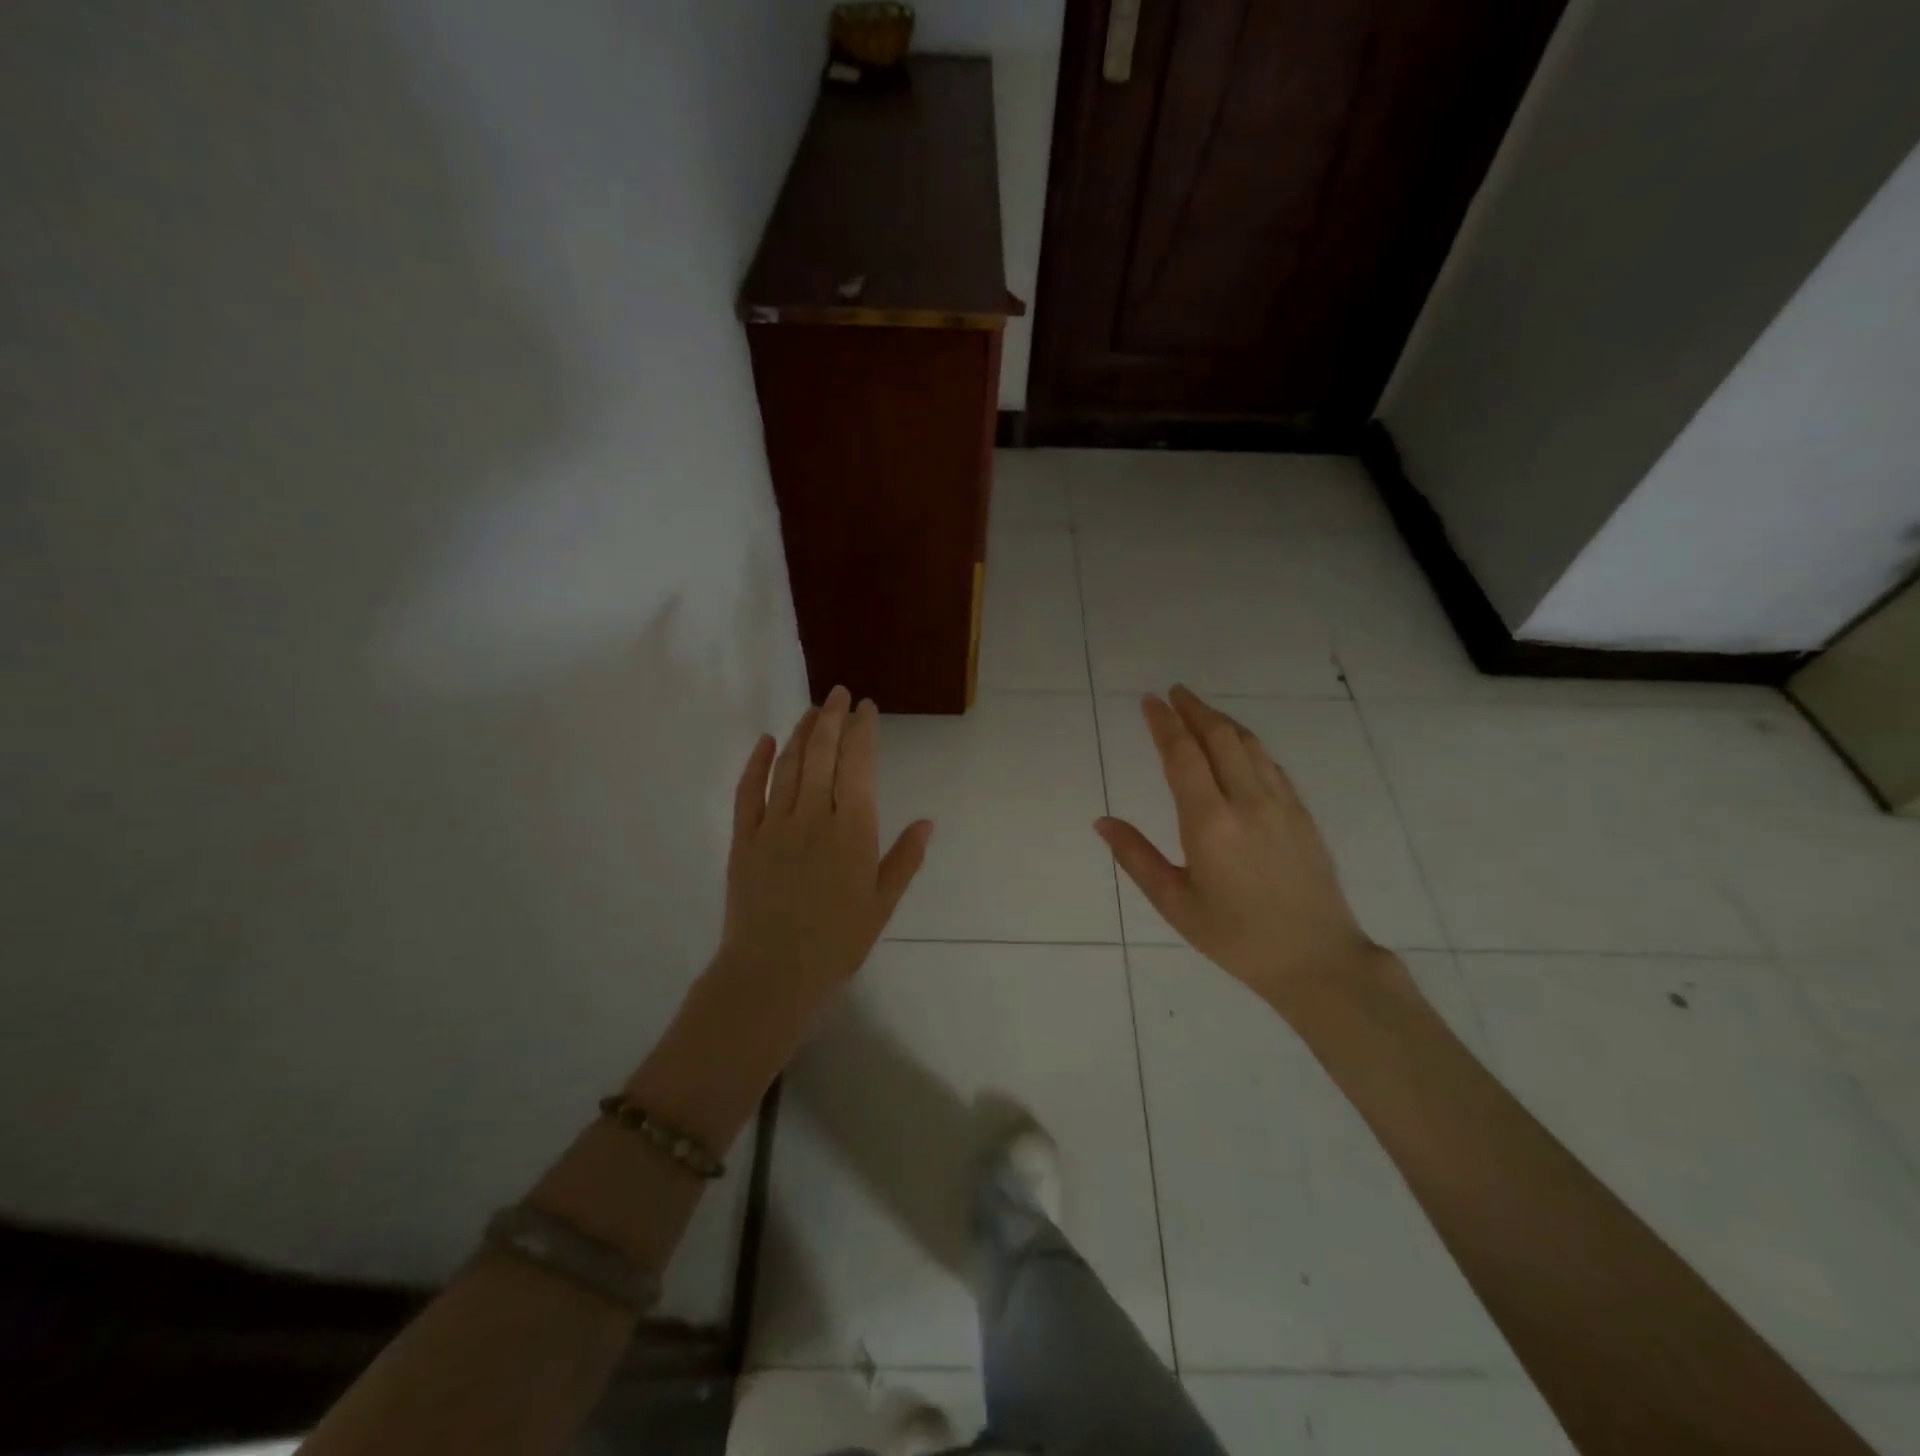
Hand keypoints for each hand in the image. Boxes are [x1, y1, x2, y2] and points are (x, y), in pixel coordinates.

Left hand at [715, 685, 932, 1022]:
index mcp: (852, 831)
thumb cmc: (836, 943)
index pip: (859, 766)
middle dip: (832, 718)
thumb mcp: (882, 905)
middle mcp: (813, 816)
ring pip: (788, 765)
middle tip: (839, 693)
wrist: (772, 974)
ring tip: (812, 710)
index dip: (862, 731)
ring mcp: (774, 824)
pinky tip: (767, 741)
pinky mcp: (743, 838)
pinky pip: (748, 791)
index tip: (866, 708)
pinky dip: (757, 762)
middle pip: (822, 754)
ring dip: (801, 732)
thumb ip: (904, 859)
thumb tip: (928, 822)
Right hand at [1095, 685, 1379, 1014]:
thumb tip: (1102, 822)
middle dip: (1194, 709)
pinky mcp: (1301, 814)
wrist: (1316, 960)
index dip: (1164, 723)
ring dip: (1221, 720)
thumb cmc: (1235, 937)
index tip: (1150, 701)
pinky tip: (1239, 744)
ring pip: (1249, 744)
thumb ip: (1136, 857)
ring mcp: (1280, 805)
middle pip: (1219, 737)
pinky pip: (1271, 764)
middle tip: (1173, 692)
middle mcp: (1247, 802)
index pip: (1182, 756)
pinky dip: (1248, 743)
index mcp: (1209, 823)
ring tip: (1200, 709)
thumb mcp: (1175, 903)